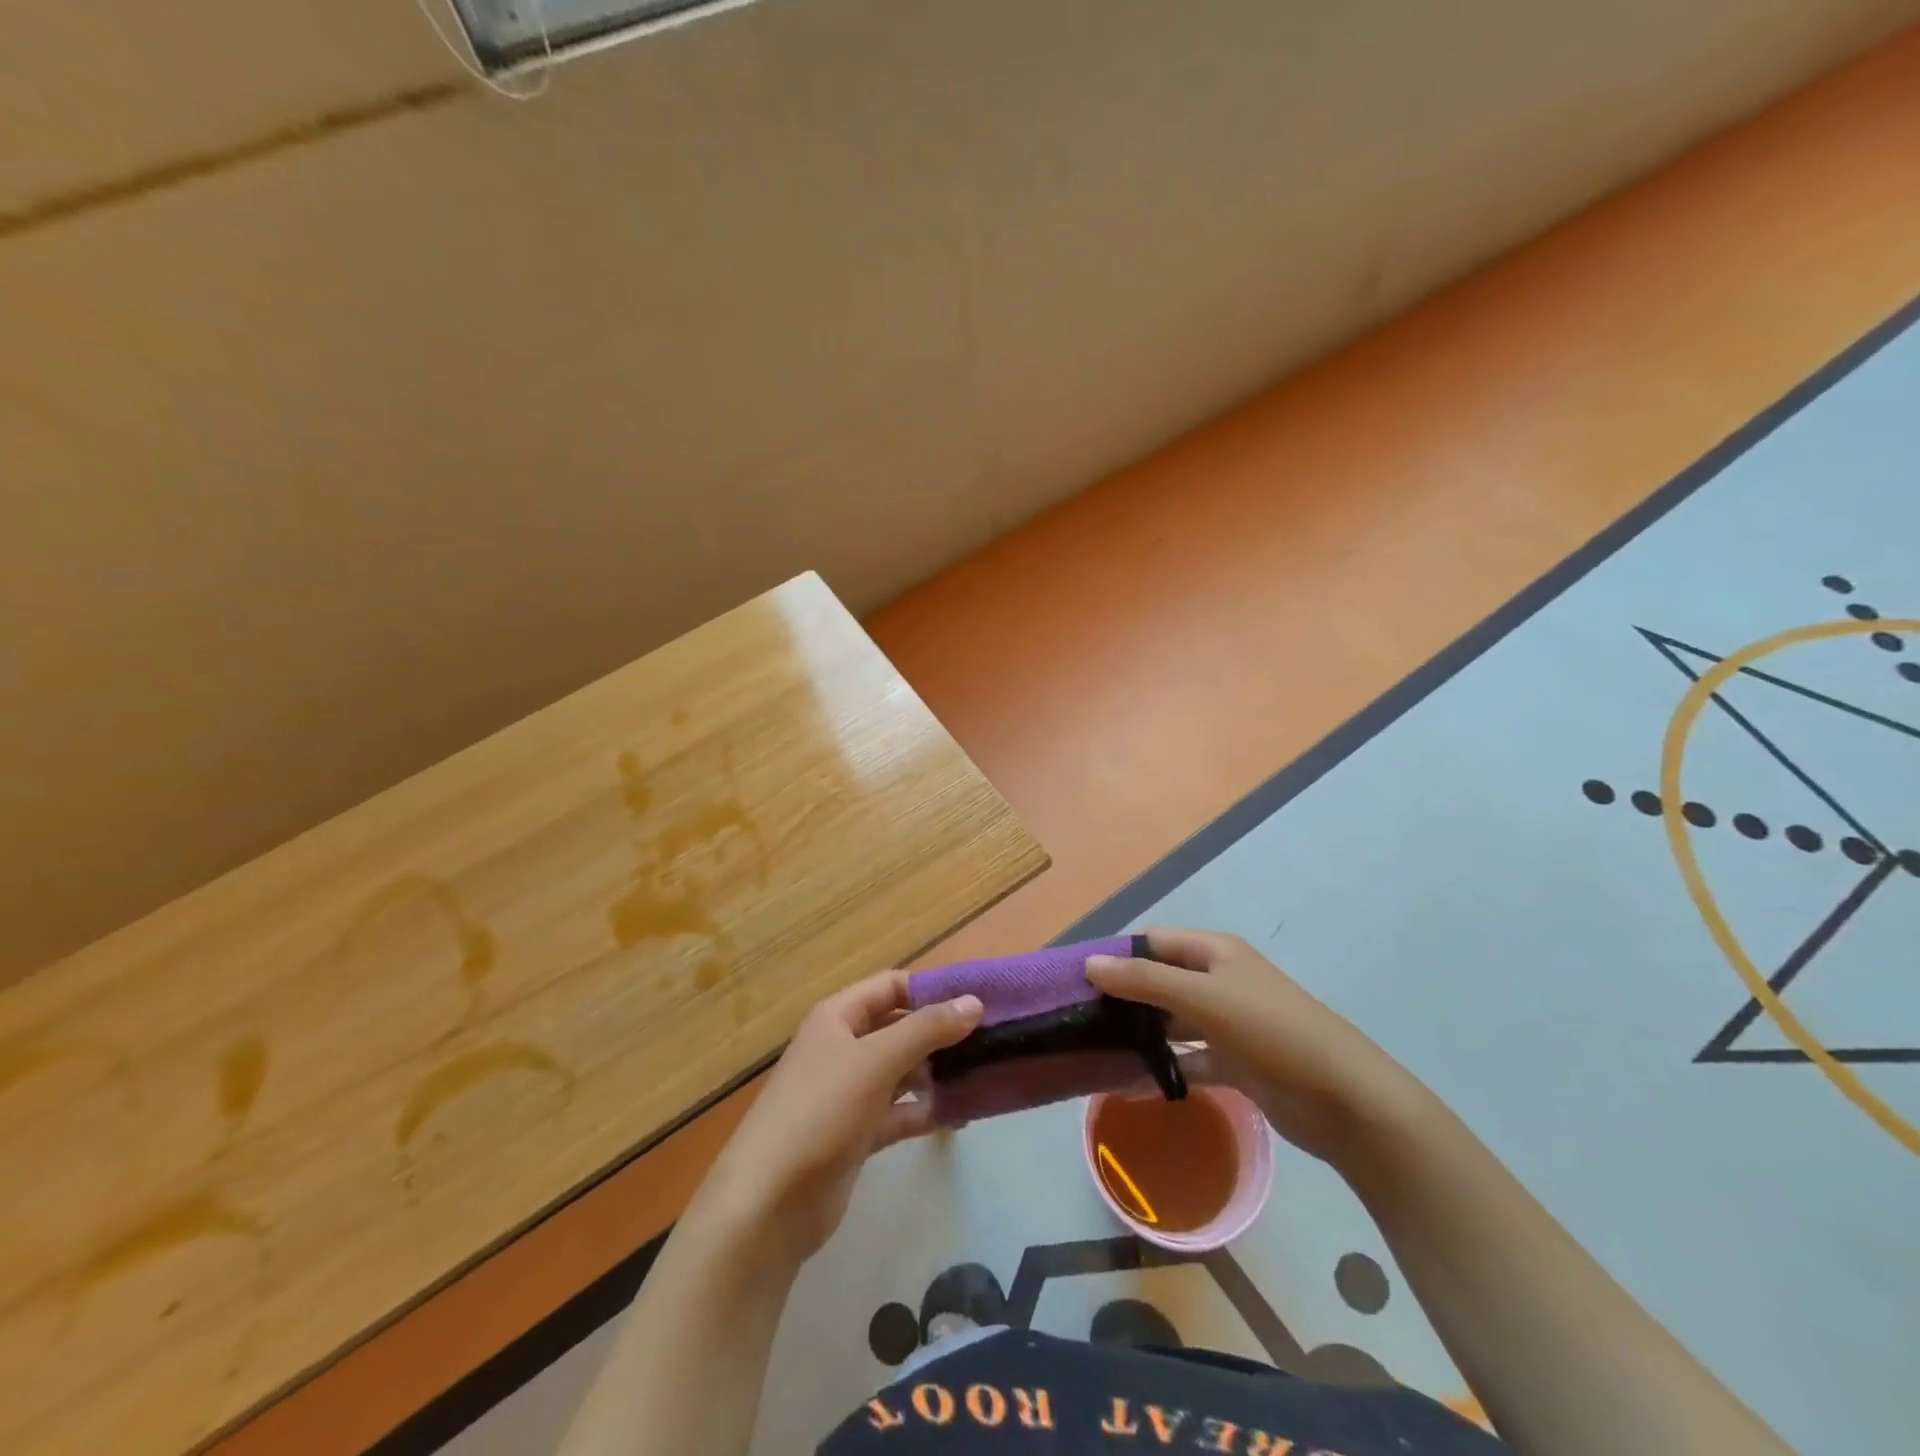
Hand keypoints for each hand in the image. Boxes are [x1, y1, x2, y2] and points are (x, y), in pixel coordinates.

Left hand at [695, 971, 982, 1269]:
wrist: (768, 1205)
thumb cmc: (820, 1112)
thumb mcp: (876, 1061)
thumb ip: (926, 1030)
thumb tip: (975, 1001)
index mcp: (838, 1017)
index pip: (891, 987)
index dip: (932, 989)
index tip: (979, 999)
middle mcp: (843, 1047)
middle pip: (899, 1028)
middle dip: (940, 1033)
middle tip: (992, 1039)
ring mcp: (849, 1093)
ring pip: (902, 1071)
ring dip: (937, 1073)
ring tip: (985, 1075)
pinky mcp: (857, 1134)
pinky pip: (899, 1111)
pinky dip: (926, 1111)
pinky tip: (961, 1115)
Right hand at [1086, 927, 1425, 1165]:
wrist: (1346, 1101)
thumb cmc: (1272, 1031)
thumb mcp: (1204, 997)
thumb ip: (1144, 980)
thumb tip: (1089, 963)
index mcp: (1215, 952)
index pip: (1153, 941)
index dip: (1117, 955)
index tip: (1076, 979)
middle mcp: (1219, 980)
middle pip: (1160, 980)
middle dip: (1124, 997)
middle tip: (1078, 1020)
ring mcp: (1229, 1023)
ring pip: (1172, 1022)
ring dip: (1141, 1035)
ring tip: (1095, 1052)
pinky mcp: (1237, 1063)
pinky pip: (1189, 1060)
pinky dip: (1165, 1070)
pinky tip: (1131, 1086)